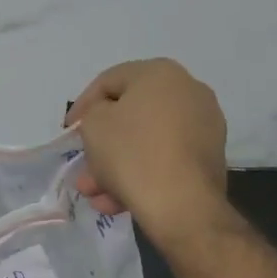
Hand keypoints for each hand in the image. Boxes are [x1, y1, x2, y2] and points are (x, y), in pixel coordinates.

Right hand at [68, 59, 231, 247]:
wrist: (182, 204)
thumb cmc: (132, 153)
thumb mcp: (94, 124)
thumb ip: (93, 113)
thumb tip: (107, 121)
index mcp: (160, 73)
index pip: (109, 81)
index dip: (82, 106)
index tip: (68, 132)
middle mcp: (188, 92)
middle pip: (130, 115)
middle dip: (101, 144)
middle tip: (83, 165)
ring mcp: (203, 126)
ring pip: (146, 142)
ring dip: (115, 165)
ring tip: (95, 193)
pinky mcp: (208, 158)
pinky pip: (165, 159)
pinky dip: (140, 174)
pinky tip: (117, 200)